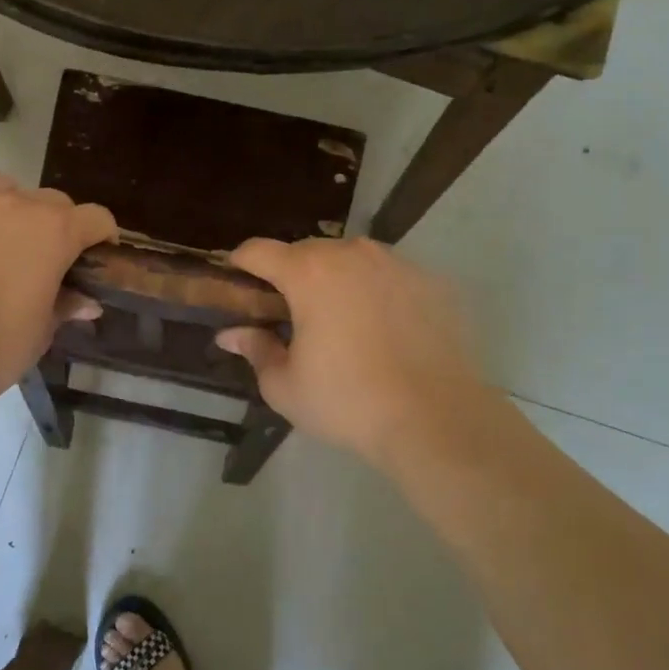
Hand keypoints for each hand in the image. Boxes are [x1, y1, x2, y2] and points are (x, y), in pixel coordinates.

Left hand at [0, 163, 115, 416]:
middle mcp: (11, 205)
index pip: (96, 218)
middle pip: (49, 199)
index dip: (102, 238)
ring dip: (6, 203)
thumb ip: (65, 306)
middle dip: (56, 224)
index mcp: (53, 233)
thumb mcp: (40, 334)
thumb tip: (87, 301)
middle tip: (44, 259)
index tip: (96, 259)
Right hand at [215, 238, 490, 468]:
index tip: (237, 282)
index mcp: (308, 273)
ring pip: (352, 259)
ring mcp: (396, 263)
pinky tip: (385, 329)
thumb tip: (231, 334)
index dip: (240, 263)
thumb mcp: (286, 387)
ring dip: (338, 280)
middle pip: (307, 251)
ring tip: (342, 320)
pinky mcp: (432, 281)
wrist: (437, 419)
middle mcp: (351, 253)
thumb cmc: (348, 402)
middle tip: (291, 313)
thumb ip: (256, 350)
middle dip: (292, 275)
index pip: (259, 250)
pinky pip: (390, 276)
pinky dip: (378, 291)